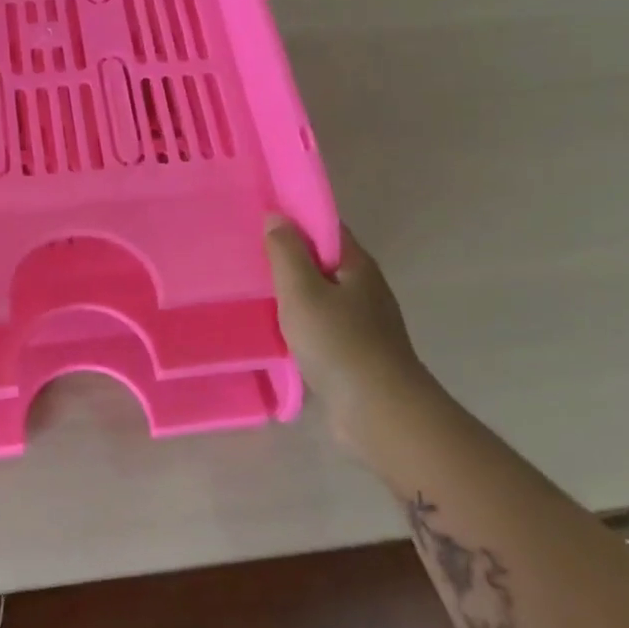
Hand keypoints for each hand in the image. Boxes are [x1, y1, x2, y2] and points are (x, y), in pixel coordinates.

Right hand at [265, 217, 423, 447]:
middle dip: (290, 256)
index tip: (260, 219)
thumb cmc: (338, 342)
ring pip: (322, 295)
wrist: (379, 411)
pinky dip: (301, 321)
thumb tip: (276, 216)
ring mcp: (364, 322)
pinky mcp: (357, 352)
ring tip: (256, 290)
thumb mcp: (302, 290)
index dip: (295, 219)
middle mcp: (365, 288)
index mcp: (357, 265)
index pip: (326, 227)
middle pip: (323, 260)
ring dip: (294, 292)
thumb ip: (286, 252)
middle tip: (249, 254)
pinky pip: (323, 324)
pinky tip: (278, 329)